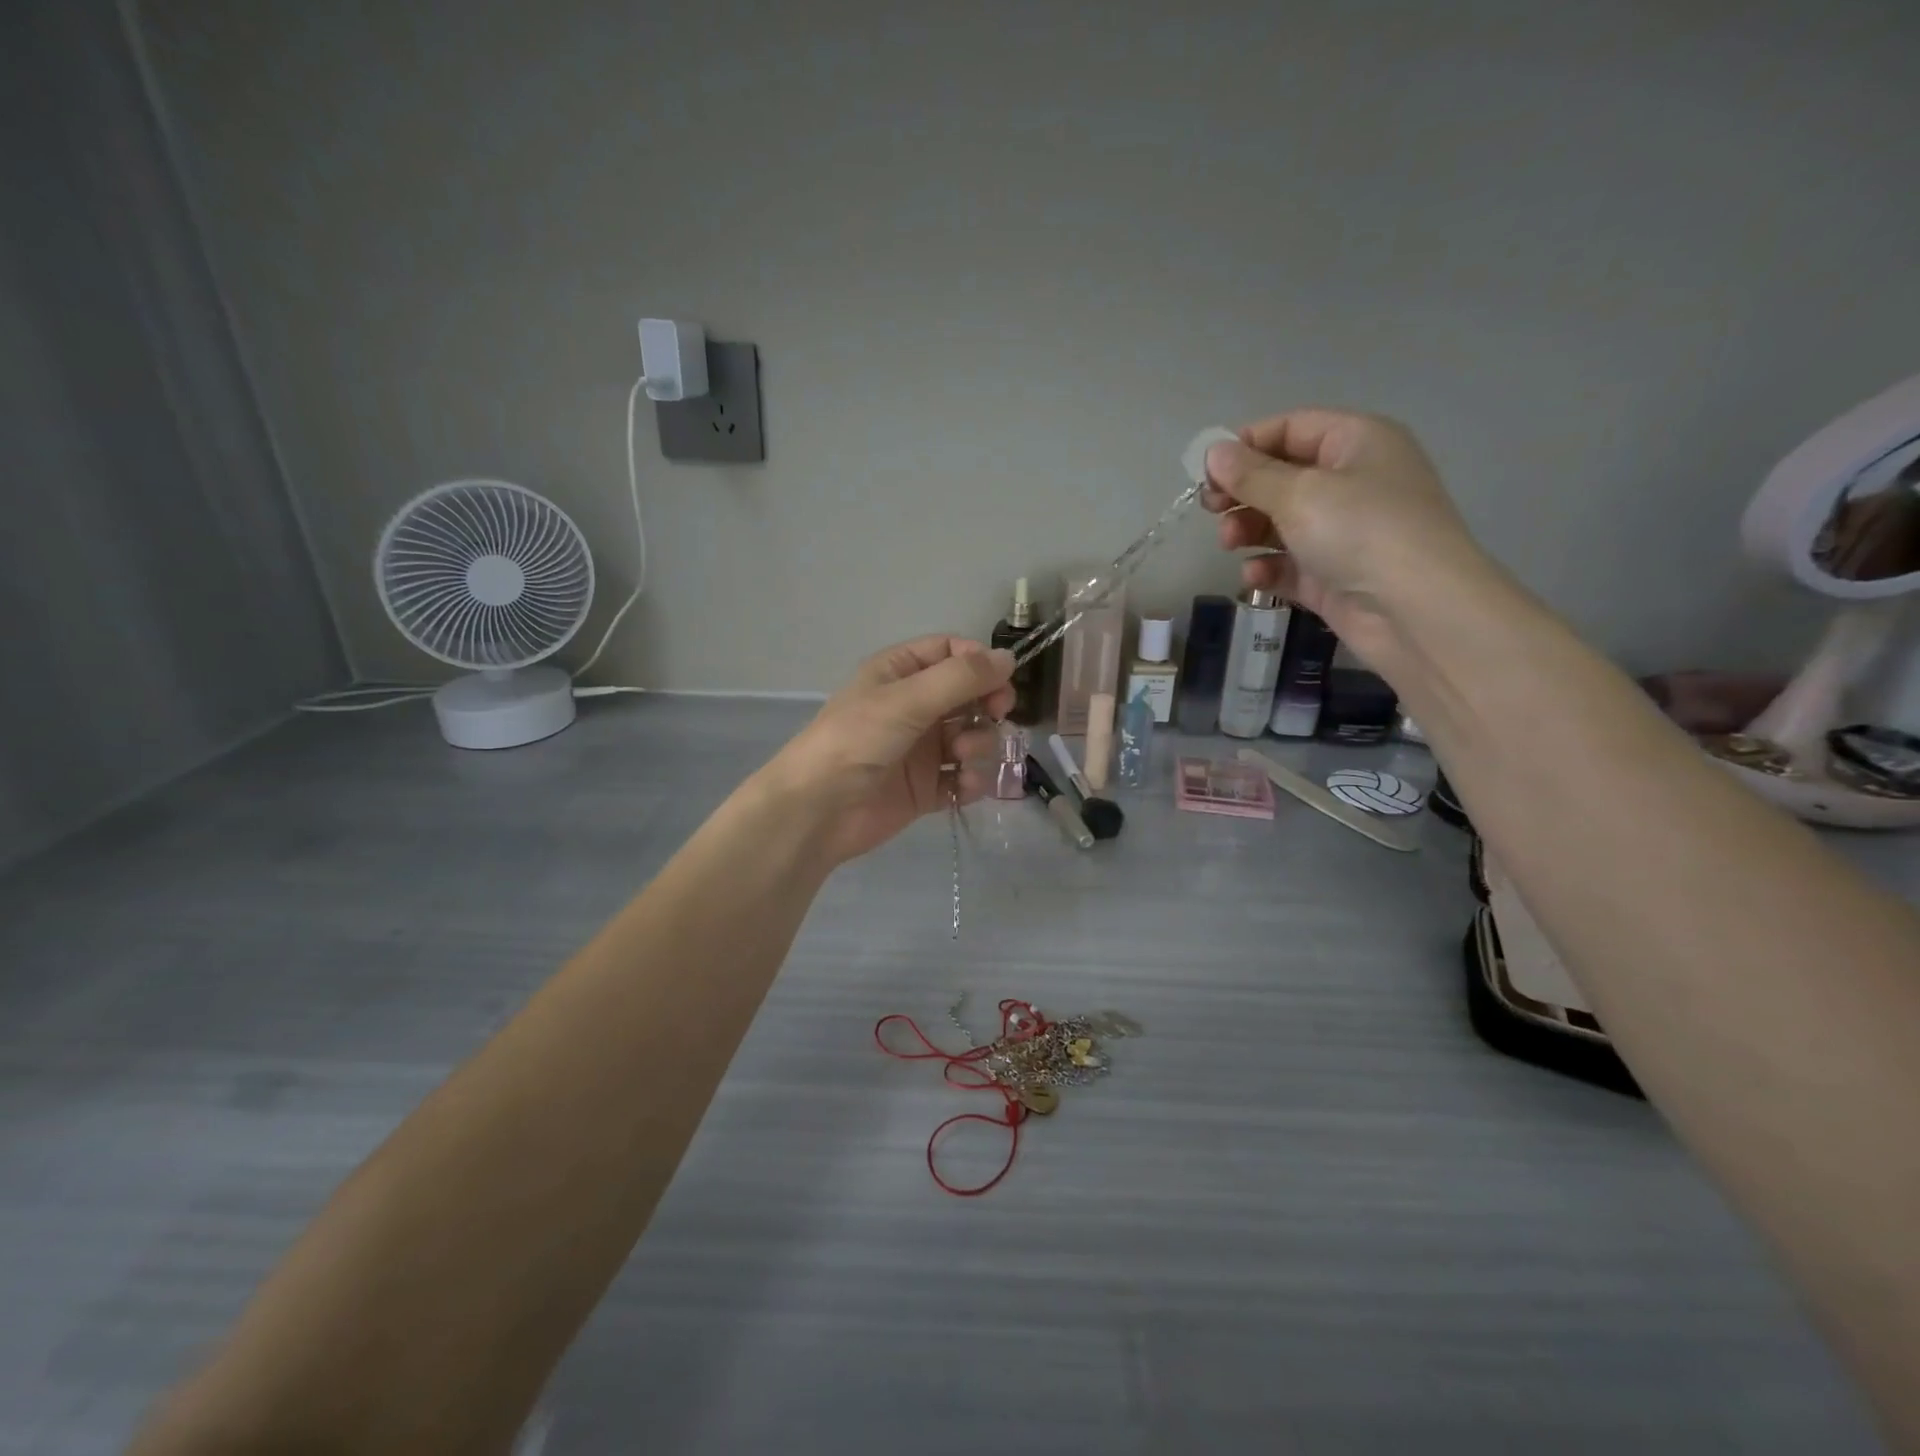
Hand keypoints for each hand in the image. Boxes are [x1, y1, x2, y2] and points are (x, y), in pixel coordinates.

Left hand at [761, 636, 1015, 865]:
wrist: (818, 810)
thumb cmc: (857, 740)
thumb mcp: (907, 699)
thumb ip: (961, 678)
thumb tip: (1009, 658)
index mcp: (900, 673)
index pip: (950, 652)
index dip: (979, 662)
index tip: (1001, 679)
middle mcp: (913, 707)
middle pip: (969, 695)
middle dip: (987, 705)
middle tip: (997, 715)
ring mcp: (921, 749)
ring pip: (971, 737)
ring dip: (978, 744)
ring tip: (963, 757)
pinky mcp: (926, 788)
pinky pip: (963, 778)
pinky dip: (970, 781)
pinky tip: (964, 786)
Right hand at [1201, 410, 1492, 665]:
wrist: (1416, 611)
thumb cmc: (1361, 531)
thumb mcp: (1299, 493)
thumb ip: (1250, 474)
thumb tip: (1213, 452)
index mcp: (1357, 443)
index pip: (1292, 428)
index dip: (1246, 445)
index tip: (1207, 472)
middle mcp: (1353, 482)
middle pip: (1282, 477)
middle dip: (1243, 492)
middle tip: (1211, 510)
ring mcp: (1344, 532)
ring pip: (1282, 522)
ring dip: (1249, 529)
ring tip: (1230, 543)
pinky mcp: (1334, 576)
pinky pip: (1290, 564)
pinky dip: (1269, 567)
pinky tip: (1255, 575)